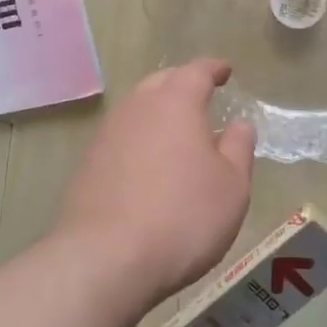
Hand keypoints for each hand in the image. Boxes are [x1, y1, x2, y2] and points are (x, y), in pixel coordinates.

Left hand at [55, 59, 255, 305]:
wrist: (107, 257)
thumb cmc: (183, 216)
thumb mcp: (231, 186)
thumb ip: (238, 148)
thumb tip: (238, 124)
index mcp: (175, 102)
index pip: (197, 71)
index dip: (213, 69)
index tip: (225, 71)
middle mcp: (137, 107)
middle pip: (161, 82)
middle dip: (182, 83)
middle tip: (201, 95)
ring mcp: (107, 134)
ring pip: (137, 107)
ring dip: (157, 110)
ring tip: (176, 128)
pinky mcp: (89, 162)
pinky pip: (121, 135)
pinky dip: (139, 137)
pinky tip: (148, 161)